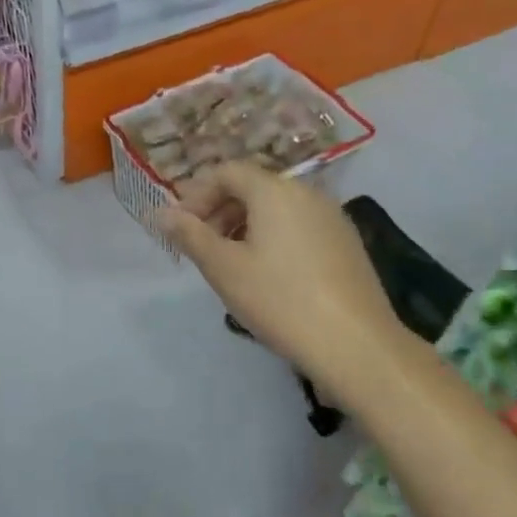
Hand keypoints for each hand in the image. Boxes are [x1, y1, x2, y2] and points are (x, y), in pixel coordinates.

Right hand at [160, 163, 407, 391]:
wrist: (356, 344)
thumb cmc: (279, 299)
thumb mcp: (223, 267)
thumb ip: (189, 235)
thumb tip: (160, 212)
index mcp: (275, 191)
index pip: (227, 172)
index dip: (197, 195)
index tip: (182, 229)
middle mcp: (307, 193)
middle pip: (253, 187)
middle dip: (220, 210)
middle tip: (201, 248)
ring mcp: (332, 218)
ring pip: (277, 208)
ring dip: (245, 226)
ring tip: (231, 264)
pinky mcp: (347, 243)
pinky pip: (299, 226)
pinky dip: (273, 238)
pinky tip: (268, 275)